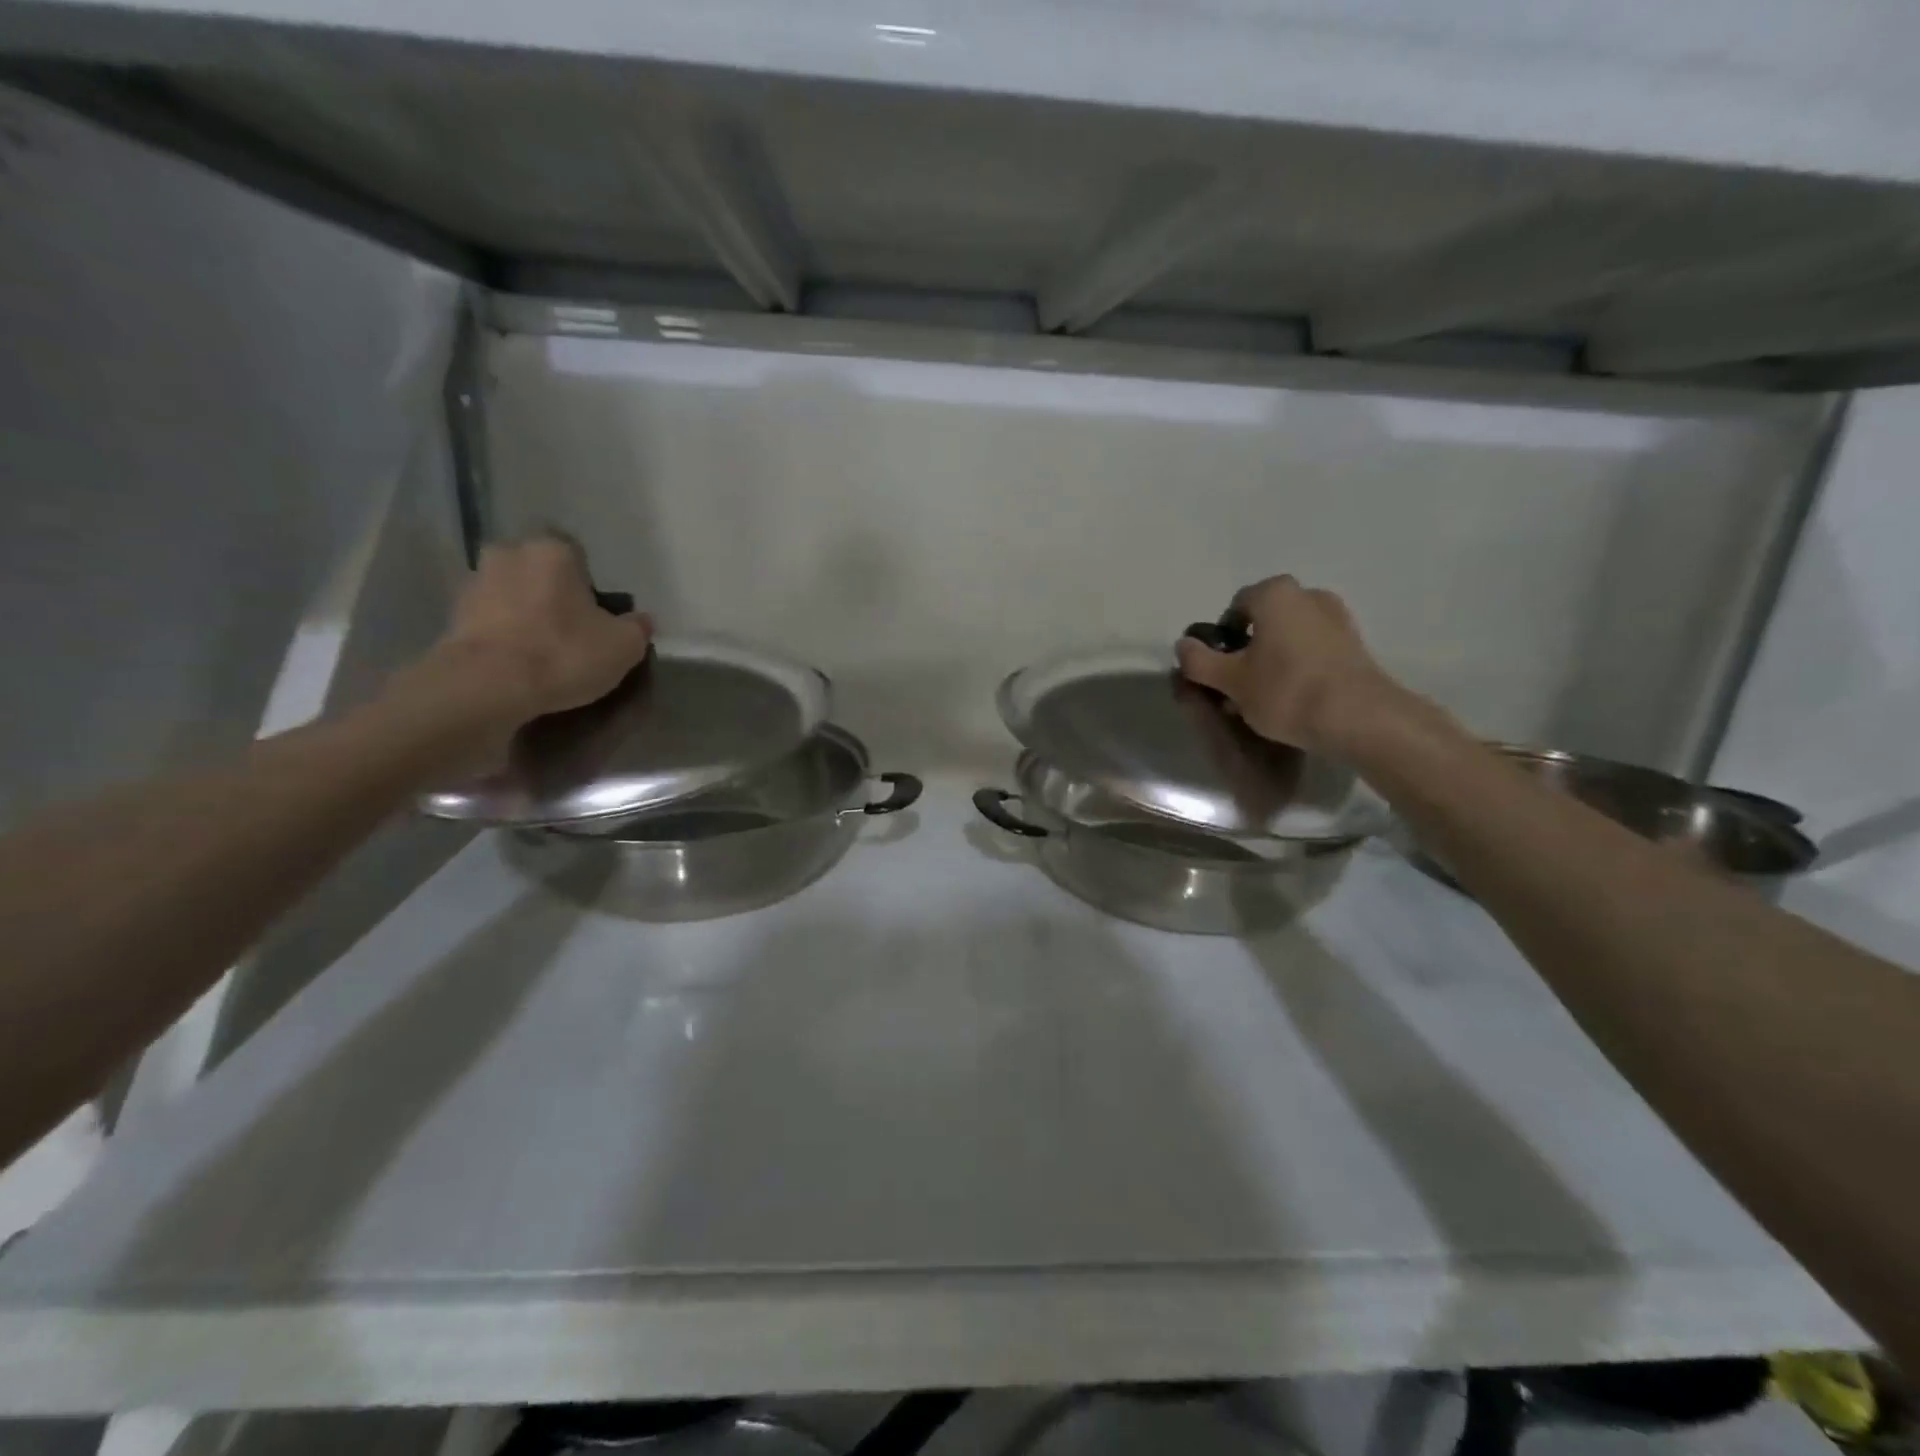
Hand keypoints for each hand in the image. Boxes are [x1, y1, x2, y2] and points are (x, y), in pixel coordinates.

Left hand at [419, 536, 653, 729]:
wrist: (487, 685)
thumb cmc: (564, 653)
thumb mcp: (623, 646)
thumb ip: (637, 628)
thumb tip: (640, 620)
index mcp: (553, 550)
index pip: (576, 553)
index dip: (588, 583)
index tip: (596, 613)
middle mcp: (510, 554)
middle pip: (539, 571)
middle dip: (553, 594)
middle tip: (571, 630)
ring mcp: (475, 584)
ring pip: (512, 594)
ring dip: (526, 614)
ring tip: (543, 651)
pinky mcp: (452, 617)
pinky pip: (490, 620)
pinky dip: (504, 635)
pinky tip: (519, 663)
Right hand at [1175, 575, 1407, 755]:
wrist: (1360, 718)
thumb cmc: (1285, 690)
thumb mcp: (1229, 680)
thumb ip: (1199, 660)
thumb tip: (1184, 645)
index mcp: (1274, 594)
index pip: (1234, 608)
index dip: (1220, 639)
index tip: (1220, 669)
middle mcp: (1308, 595)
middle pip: (1264, 621)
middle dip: (1248, 649)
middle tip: (1239, 686)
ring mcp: (1337, 618)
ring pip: (1290, 636)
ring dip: (1274, 659)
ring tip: (1266, 698)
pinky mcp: (1355, 645)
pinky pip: (1314, 650)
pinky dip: (1300, 667)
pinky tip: (1295, 698)